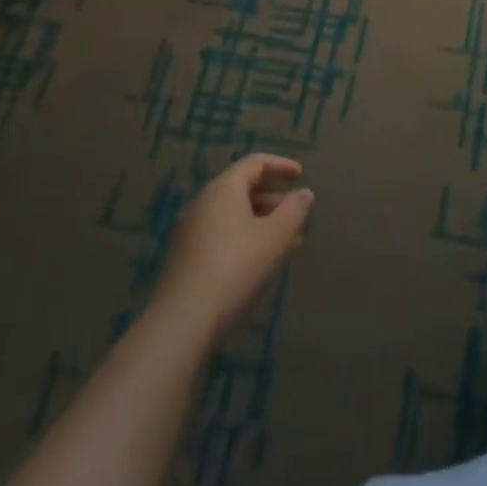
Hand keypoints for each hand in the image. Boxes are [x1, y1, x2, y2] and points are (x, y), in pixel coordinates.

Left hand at [152, 155, 313, 346]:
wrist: (182, 322)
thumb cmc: (236, 269)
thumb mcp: (275, 237)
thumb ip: (294, 210)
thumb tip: (304, 193)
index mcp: (223, 190)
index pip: (254, 163)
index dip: (280, 165)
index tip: (301, 175)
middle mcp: (203, 203)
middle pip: (242, 188)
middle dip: (274, 197)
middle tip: (297, 213)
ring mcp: (191, 231)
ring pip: (234, 214)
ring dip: (262, 221)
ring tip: (287, 242)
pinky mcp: (186, 257)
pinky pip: (223, 234)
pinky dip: (246, 237)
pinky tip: (261, 262)